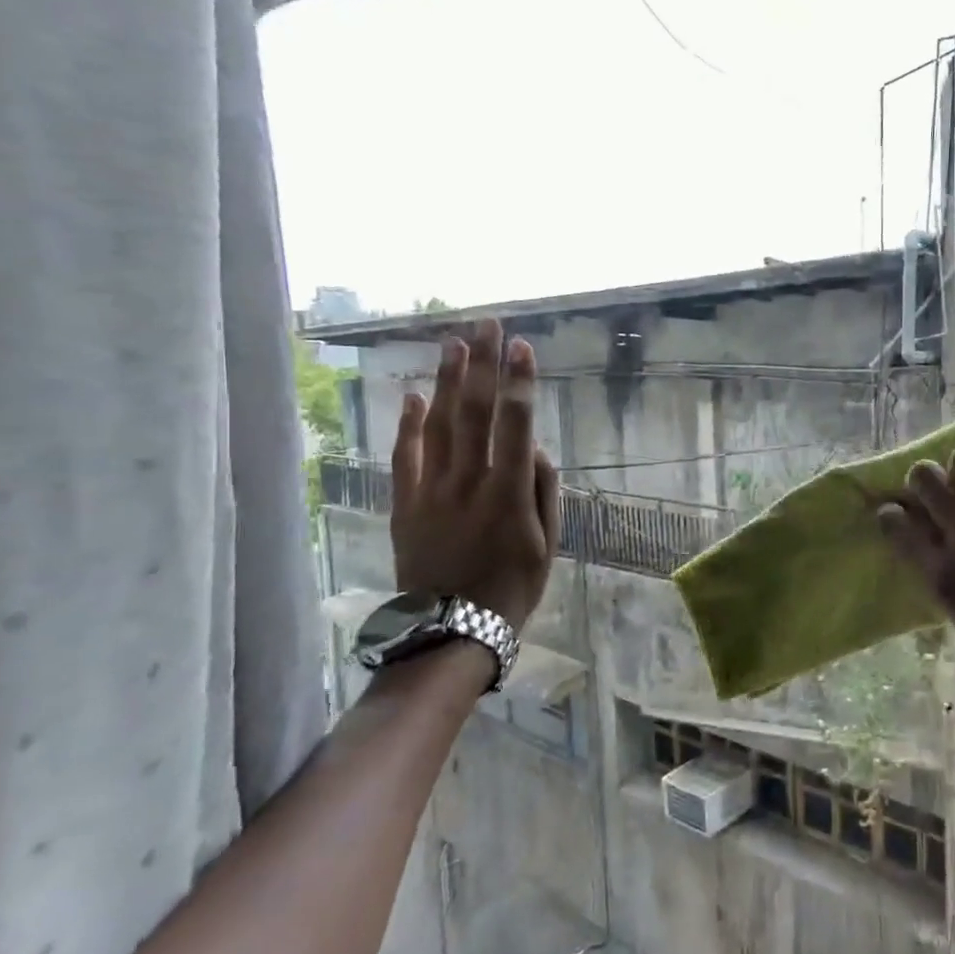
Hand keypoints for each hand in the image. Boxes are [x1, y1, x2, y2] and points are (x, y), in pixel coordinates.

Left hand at [390, 323, 558, 629]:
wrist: (452, 628)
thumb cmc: (514, 588)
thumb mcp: (549, 544)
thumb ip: (545, 492)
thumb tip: (536, 451)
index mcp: (510, 493)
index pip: (517, 425)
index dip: (520, 383)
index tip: (522, 347)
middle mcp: (469, 482)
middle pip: (475, 412)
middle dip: (483, 364)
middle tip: (487, 325)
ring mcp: (432, 491)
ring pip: (439, 425)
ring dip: (448, 381)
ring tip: (455, 343)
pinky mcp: (405, 504)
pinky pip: (405, 456)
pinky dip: (408, 424)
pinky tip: (414, 394)